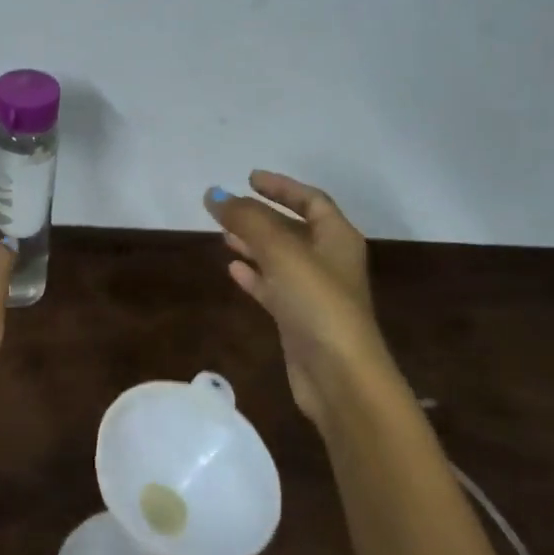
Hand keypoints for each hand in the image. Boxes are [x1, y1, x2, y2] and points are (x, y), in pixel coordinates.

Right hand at [205, 171, 394, 430]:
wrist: (340, 377)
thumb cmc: (317, 302)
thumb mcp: (281, 251)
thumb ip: (246, 219)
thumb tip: (213, 194)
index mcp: (337, 238)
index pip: (311, 200)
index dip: (282, 187)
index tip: (249, 178)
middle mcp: (329, 262)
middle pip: (293, 228)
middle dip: (261, 215)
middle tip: (227, 207)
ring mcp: (314, 293)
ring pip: (280, 258)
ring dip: (253, 243)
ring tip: (223, 233)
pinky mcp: (299, 320)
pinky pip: (273, 287)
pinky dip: (254, 275)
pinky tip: (231, 269)